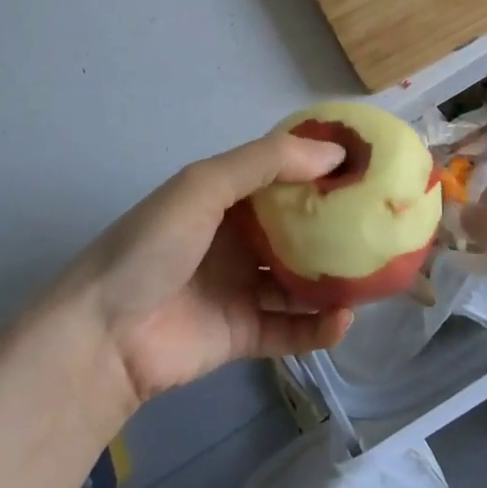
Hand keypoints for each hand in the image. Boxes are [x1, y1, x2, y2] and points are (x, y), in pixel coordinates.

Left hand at [66, 133, 355, 407]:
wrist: (103, 335)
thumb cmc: (153, 245)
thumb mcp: (204, 186)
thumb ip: (267, 163)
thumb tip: (334, 152)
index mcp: (225, 196)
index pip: (282, 174)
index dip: (321, 168)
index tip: (368, 164)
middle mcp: (237, 238)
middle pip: (297, 228)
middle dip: (337, 225)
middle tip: (383, 221)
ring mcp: (241, 288)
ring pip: (300, 281)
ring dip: (335, 279)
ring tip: (378, 274)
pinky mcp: (242, 334)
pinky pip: (290, 330)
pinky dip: (319, 328)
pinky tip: (344, 320)